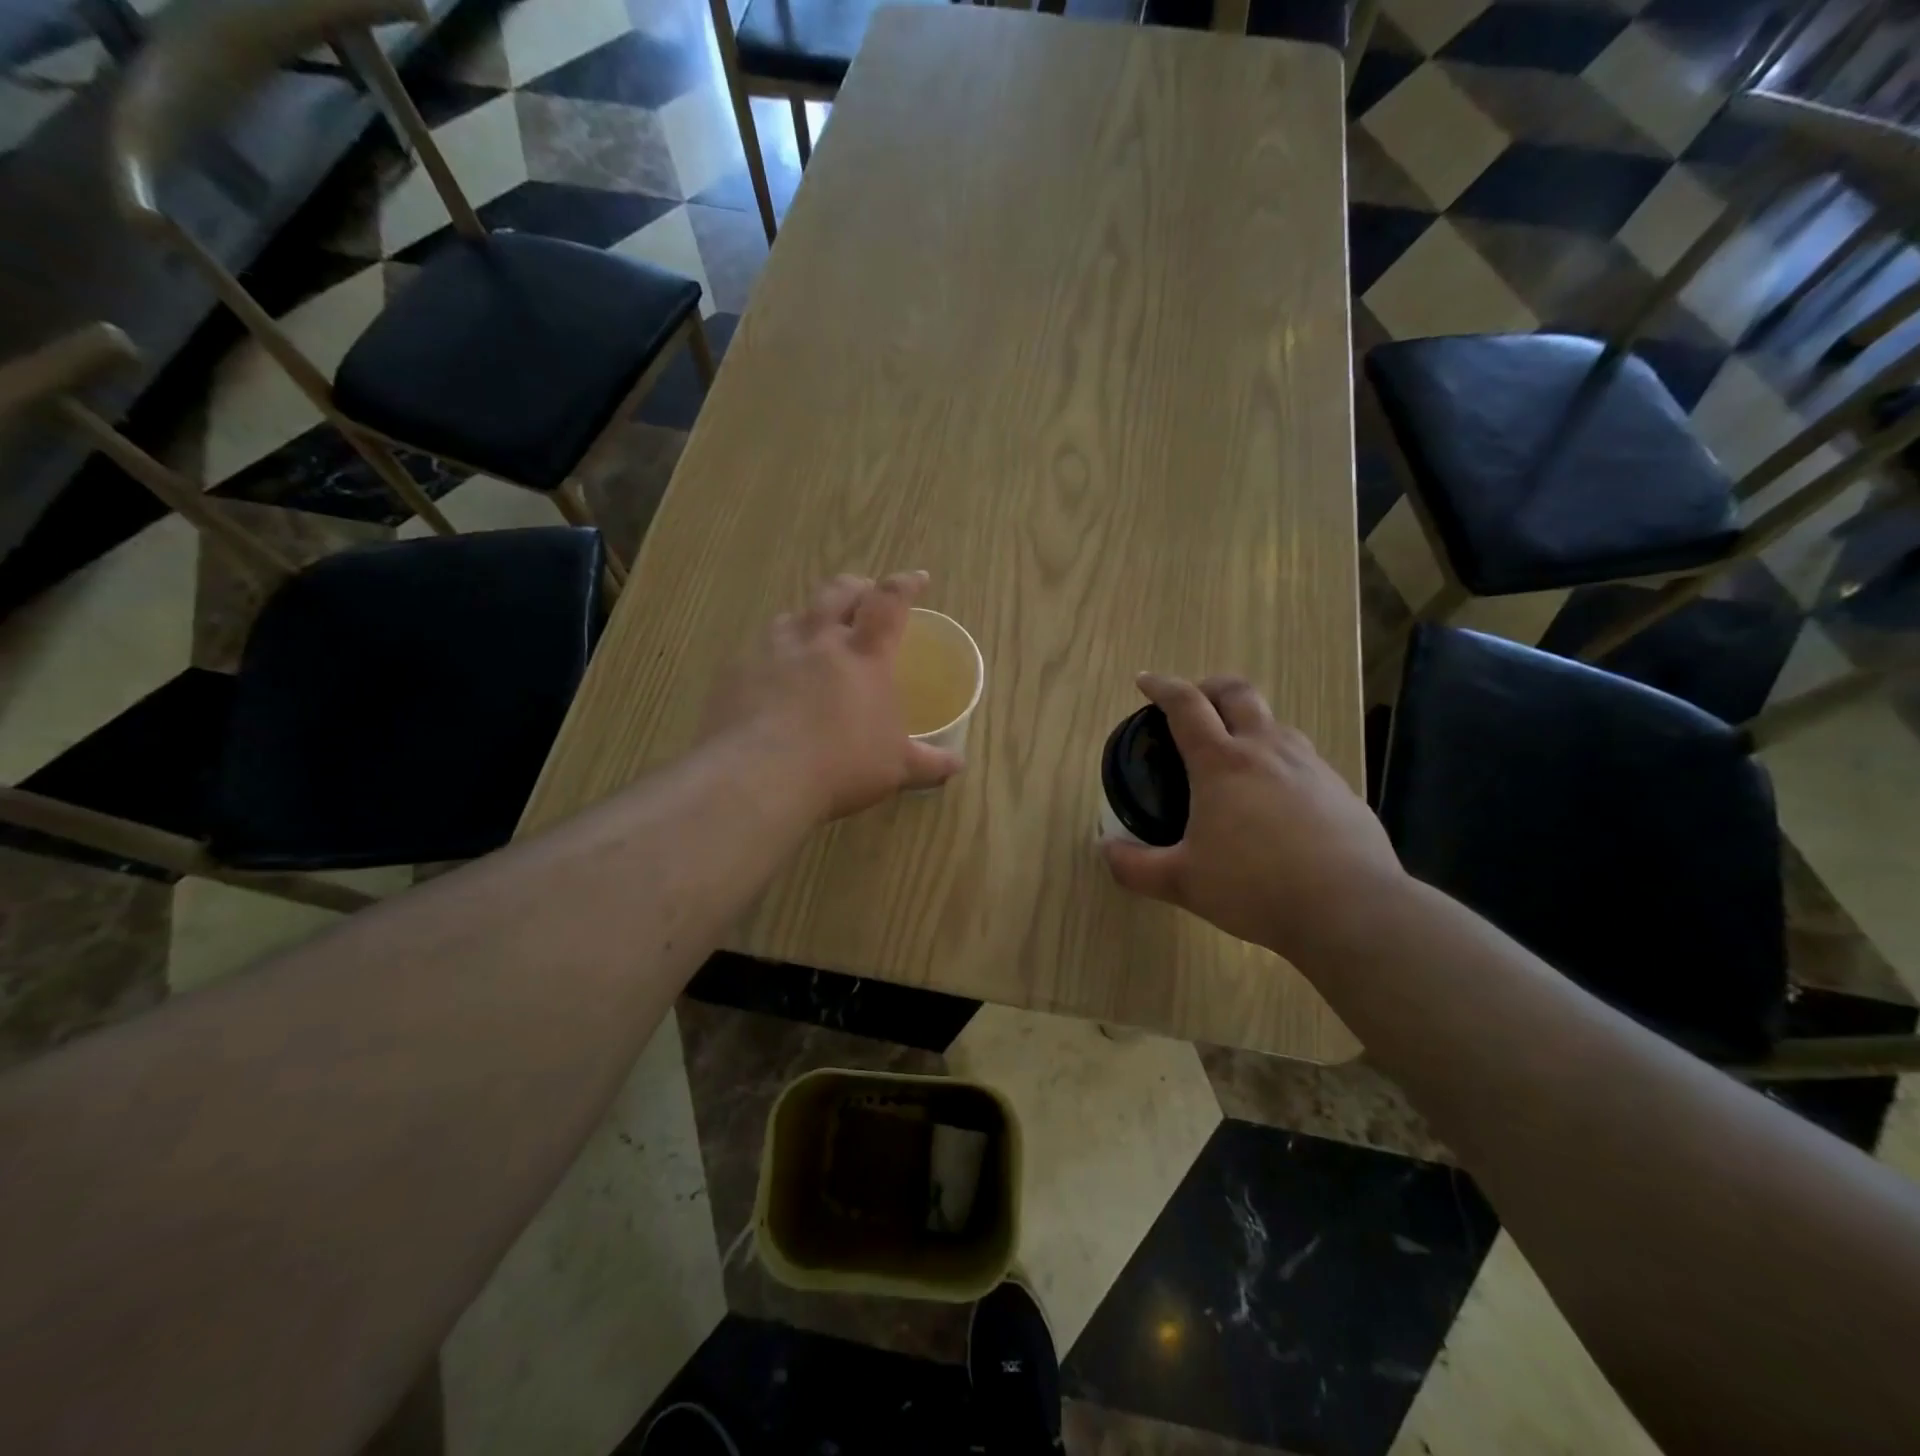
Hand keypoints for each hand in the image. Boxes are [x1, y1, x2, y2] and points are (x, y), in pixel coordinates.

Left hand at [704, 572, 962, 819]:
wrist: (759, 777)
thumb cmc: (841, 767)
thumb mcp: (895, 768)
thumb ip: (928, 762)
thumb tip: (957, 764)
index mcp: (864, 656)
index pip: (890, 602)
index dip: (905, 585)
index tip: (917, 578)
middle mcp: (819, 640)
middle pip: (839, 592)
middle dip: (856, 587)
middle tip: (865, 594)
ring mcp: (773, 650)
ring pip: (794, 615)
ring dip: (810, 617)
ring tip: (814, 633)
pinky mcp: (737, 669)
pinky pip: (757, 649)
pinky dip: (771, 654)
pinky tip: (771, 676)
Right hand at [1102, 674, 1405, 961]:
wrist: (1352, 910)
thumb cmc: (1255, 888)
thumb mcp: (1183, 883)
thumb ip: (1136, 867)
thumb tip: (1105, 851)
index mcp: (1222, 763)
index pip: (1186, 705)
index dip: (1162, 687)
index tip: (1145, 682)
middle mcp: (1266, 750)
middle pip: (1237, 692)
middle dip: (1209, 687)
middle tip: (1194, 703)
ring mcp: (1310, 766)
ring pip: (1275, 723)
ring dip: (1248, 723)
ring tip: (1234, 754)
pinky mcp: (1340, 789)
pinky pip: (1302, 758)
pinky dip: (1278, 760)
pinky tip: (1276, 800)